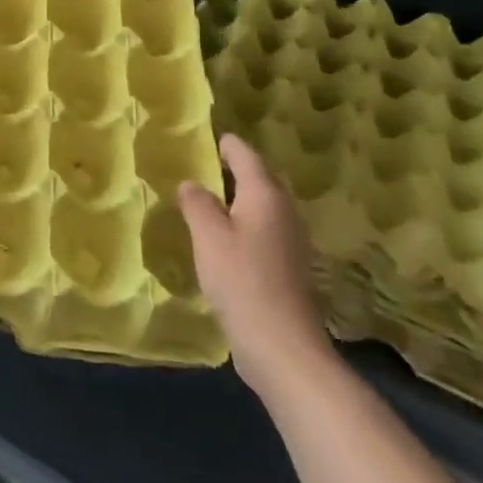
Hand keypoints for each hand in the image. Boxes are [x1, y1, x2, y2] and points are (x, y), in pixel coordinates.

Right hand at [178, 134, 335, 404]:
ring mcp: (291, 241)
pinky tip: (224, 238)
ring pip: (262, 207)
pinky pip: (263, 231)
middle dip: (234, 170)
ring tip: (208, 199)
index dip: (227, 144)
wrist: (281, 345)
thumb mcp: (208, 235)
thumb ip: (197, 203)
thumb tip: (191, 184)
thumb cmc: (241, 280)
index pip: (246, 156)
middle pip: (259, 180)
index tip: (209, 137)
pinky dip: (244, 224)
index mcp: (265, 195)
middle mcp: (284, 211)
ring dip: (239, 199)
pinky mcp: (288, 268)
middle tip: (202, 165)